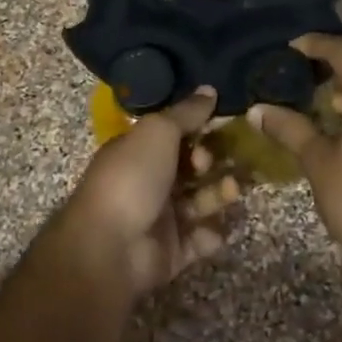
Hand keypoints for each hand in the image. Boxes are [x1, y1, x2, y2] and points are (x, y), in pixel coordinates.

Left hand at [59, 89, 228, 299]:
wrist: (110, 248)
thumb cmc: (132, 178)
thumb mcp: (158, 132)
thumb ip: (186, 113)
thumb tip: (210, 89)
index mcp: (138, 151)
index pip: (173, 135)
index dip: (197, 129)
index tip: (219, 125)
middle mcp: (148, 181)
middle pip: (190, 168)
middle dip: (211, 162)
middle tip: (218, 162)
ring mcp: (159, 218)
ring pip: (199, 201)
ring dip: (218, 194)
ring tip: (231, 189)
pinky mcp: (172, 252)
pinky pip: (200, 239)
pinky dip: (211, 234)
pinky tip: (215, 228)